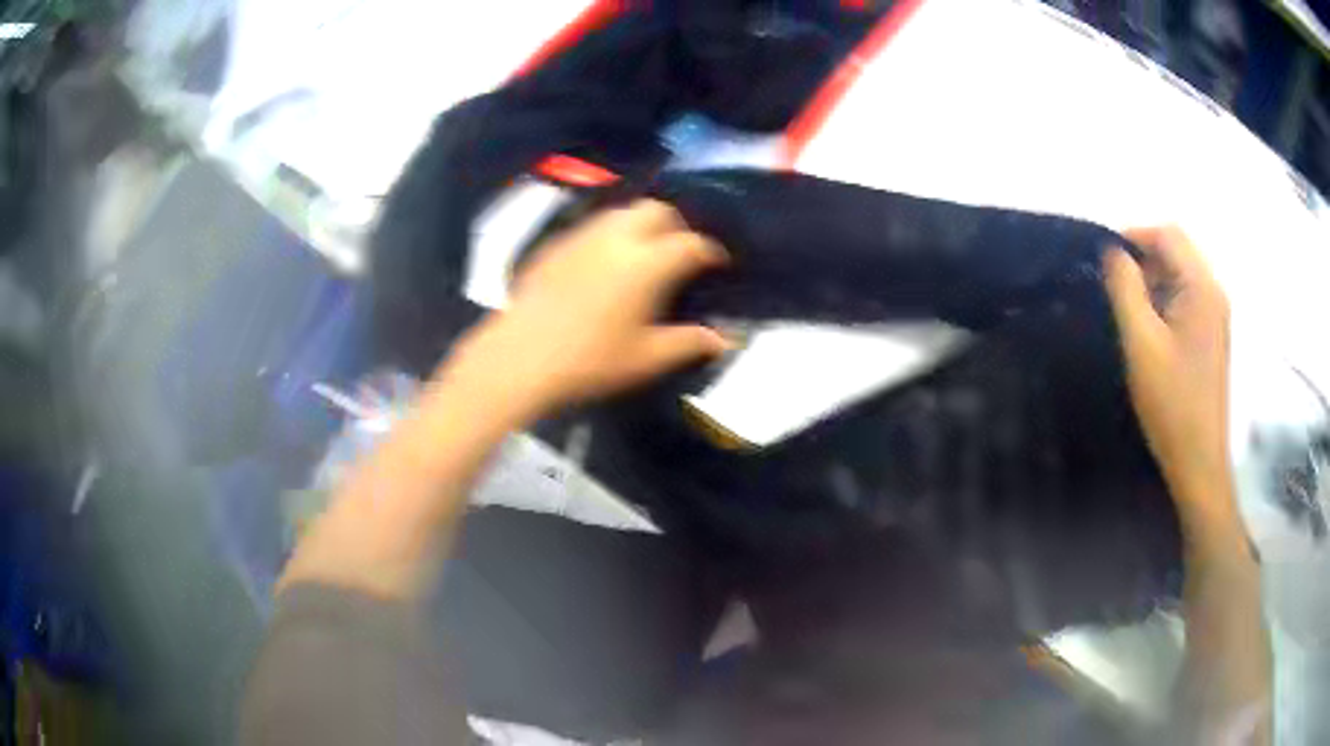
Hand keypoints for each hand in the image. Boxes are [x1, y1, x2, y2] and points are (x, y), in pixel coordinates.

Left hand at [444, 199, 731, 420]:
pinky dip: (610, 235)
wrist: (520, 358)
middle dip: (676, 225)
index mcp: (648, 263)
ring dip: (642, 224)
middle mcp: (618, 237)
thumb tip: (724, 339)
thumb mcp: (647, 358)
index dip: (711, 251)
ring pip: (623, 211)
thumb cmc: (591, 360)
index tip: (718, 263)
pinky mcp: (557, 244)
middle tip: (680, 252)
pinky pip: (593, 226)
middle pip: (657, 210)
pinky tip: (604, 262)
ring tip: (645, 252)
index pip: (691, 244)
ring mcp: (583, 236)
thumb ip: (690, 343)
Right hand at [1103, 226, 1232, 516]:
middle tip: (1115, 285)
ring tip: (1130, 309)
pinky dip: (1166, 299)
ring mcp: (1217, 315)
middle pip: (1178, 249)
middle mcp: (1215, 292)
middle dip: (1144, 257)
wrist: (1199, 463)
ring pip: (1182, 273)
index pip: (1167, 234)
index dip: (1134, 235)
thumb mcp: (1141, 343)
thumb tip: (1112, 251)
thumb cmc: (1171, 404)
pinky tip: (1152, 328)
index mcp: (1202, 287)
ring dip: (1154, 279)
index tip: (1104, 258)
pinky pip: (1188, 297)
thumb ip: (1125, 288)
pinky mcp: (1213, 335)